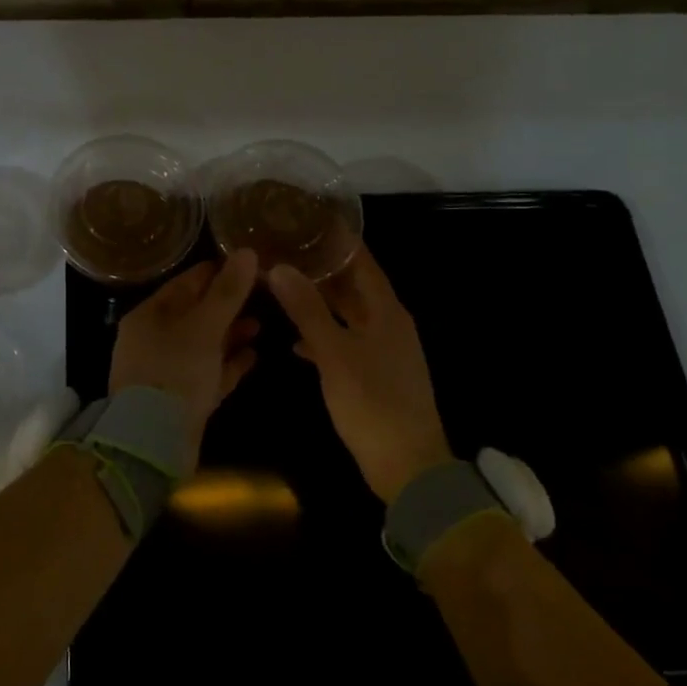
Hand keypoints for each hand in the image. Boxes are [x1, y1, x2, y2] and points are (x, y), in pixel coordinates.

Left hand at [109, 249, 260, 468]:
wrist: (153, 444)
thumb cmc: (175, 372)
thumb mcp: (203, 326)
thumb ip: (227, 291)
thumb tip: (247, 251)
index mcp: (150, 316)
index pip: (186, 283)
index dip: (218, 272)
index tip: (250, 264)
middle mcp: (155, 340)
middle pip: (196, 313)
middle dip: (228, 304)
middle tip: (263, 293)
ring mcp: (168, 371)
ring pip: (205, 344)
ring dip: (232, 334)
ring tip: (262, 324)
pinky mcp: (183, 400)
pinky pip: (210, 373)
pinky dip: (230, 364)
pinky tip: (255, 357)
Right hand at [268, 248, 452, 502]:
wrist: (408, 467)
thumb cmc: (373, 402)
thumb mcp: (334, 353)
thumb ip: (306, 309)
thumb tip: (278, 267)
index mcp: (386, 311)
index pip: (362, 261)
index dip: (338, 239)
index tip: (307, 218)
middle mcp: (387, 323)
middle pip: (353, 285)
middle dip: (321, 268)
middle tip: (284, 249)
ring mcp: (382, 350)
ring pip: (346, 314)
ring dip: (318, 302)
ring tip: (282, 286)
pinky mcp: (373, 375)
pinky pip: (344, 343)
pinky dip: (322, 337)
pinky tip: (294, 342)